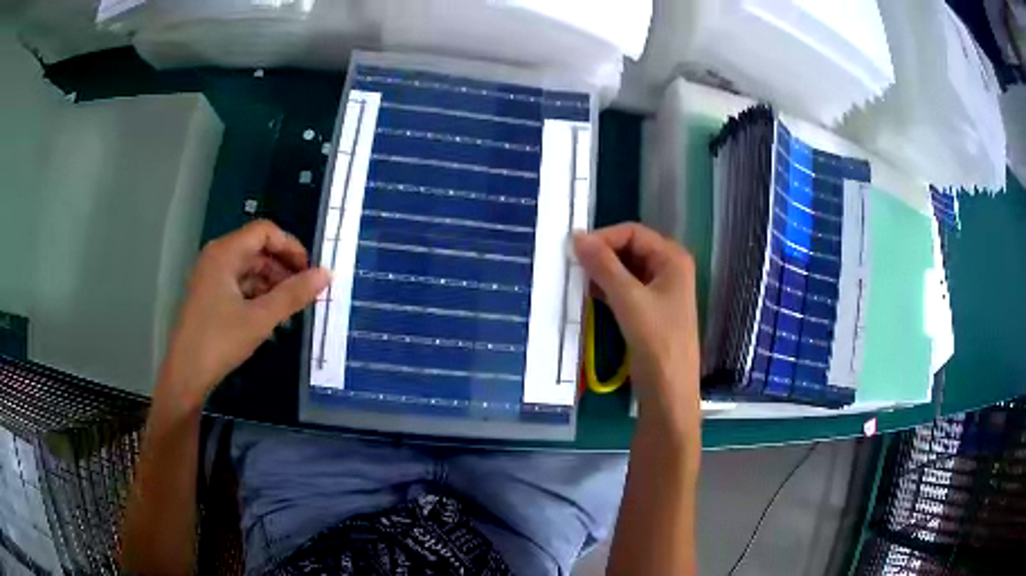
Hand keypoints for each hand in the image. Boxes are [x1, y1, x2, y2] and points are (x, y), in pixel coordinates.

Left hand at [157, 220, 330, 410]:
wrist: (185, 375)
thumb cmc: (220, 341)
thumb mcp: (260, 318)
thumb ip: (293, 295)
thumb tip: (327, 274)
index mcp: (225, 252)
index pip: (265, 232)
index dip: (290, 246)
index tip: (310, 272)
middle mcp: (217, 257)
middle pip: (257, 249)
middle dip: (283, 267)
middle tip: (305, 293)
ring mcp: (211, 277)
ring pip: (249, 269)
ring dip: (272, 283)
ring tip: (291, 308)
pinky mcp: (210, 296)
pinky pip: (239, 285)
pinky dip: (258, 295)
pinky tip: (271, 316)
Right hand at [574, 223, 699, 426]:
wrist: (668, 390)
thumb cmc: (656, 341)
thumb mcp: (628, 299)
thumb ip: (603, 266)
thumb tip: (576, 237)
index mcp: (672, 258)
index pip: (633, 232)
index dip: (604, 237)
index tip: (575, 251)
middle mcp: (668, 268)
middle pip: (630, 248)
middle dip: (602, 255)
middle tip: (573, 265)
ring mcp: (660, 290)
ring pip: (625, 269)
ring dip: (602, 272)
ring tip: (577, 280)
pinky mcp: (649, 310)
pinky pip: (625, 289)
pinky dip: (607, 289)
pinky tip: (588, 295)